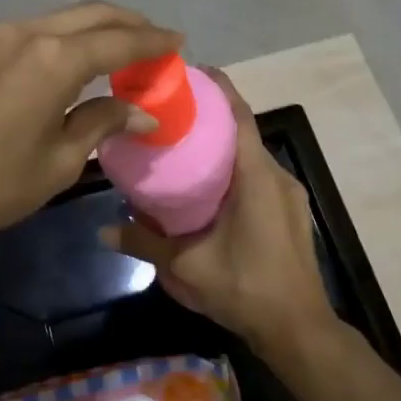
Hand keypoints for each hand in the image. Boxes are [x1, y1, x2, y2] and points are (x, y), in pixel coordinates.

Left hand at [0, 1, 180, 249]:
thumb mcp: (58, 162)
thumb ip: (102, 124)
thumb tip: (142, 112)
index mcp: (55, 59)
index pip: (120, 40)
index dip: (153, 41)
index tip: (180, 42)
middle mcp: (30, 32)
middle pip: (94, 15)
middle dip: (130, 24)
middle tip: (158, 44)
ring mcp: (1, 36)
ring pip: (65, 18)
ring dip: (99, 29)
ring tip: (126, 53)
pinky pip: (40, 31)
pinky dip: (71, 38)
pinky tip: (81, 62)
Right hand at [99, 70, 339, 363]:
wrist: (298, 328)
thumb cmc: (245, 287)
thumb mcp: (186, 266)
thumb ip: (144, 242)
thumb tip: (103, 229)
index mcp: (256, 176)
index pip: (239, 115)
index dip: (218, 88)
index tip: (191, 72)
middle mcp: (277, 176)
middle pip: (244, 131)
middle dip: (212, 117)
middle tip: (173, 114)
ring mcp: (289, 194)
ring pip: (252, 156)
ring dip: (224, 146)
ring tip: (185, 149)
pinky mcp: (291, 213)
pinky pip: (260, 177)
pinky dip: (235, 170)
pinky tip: (210, 189)